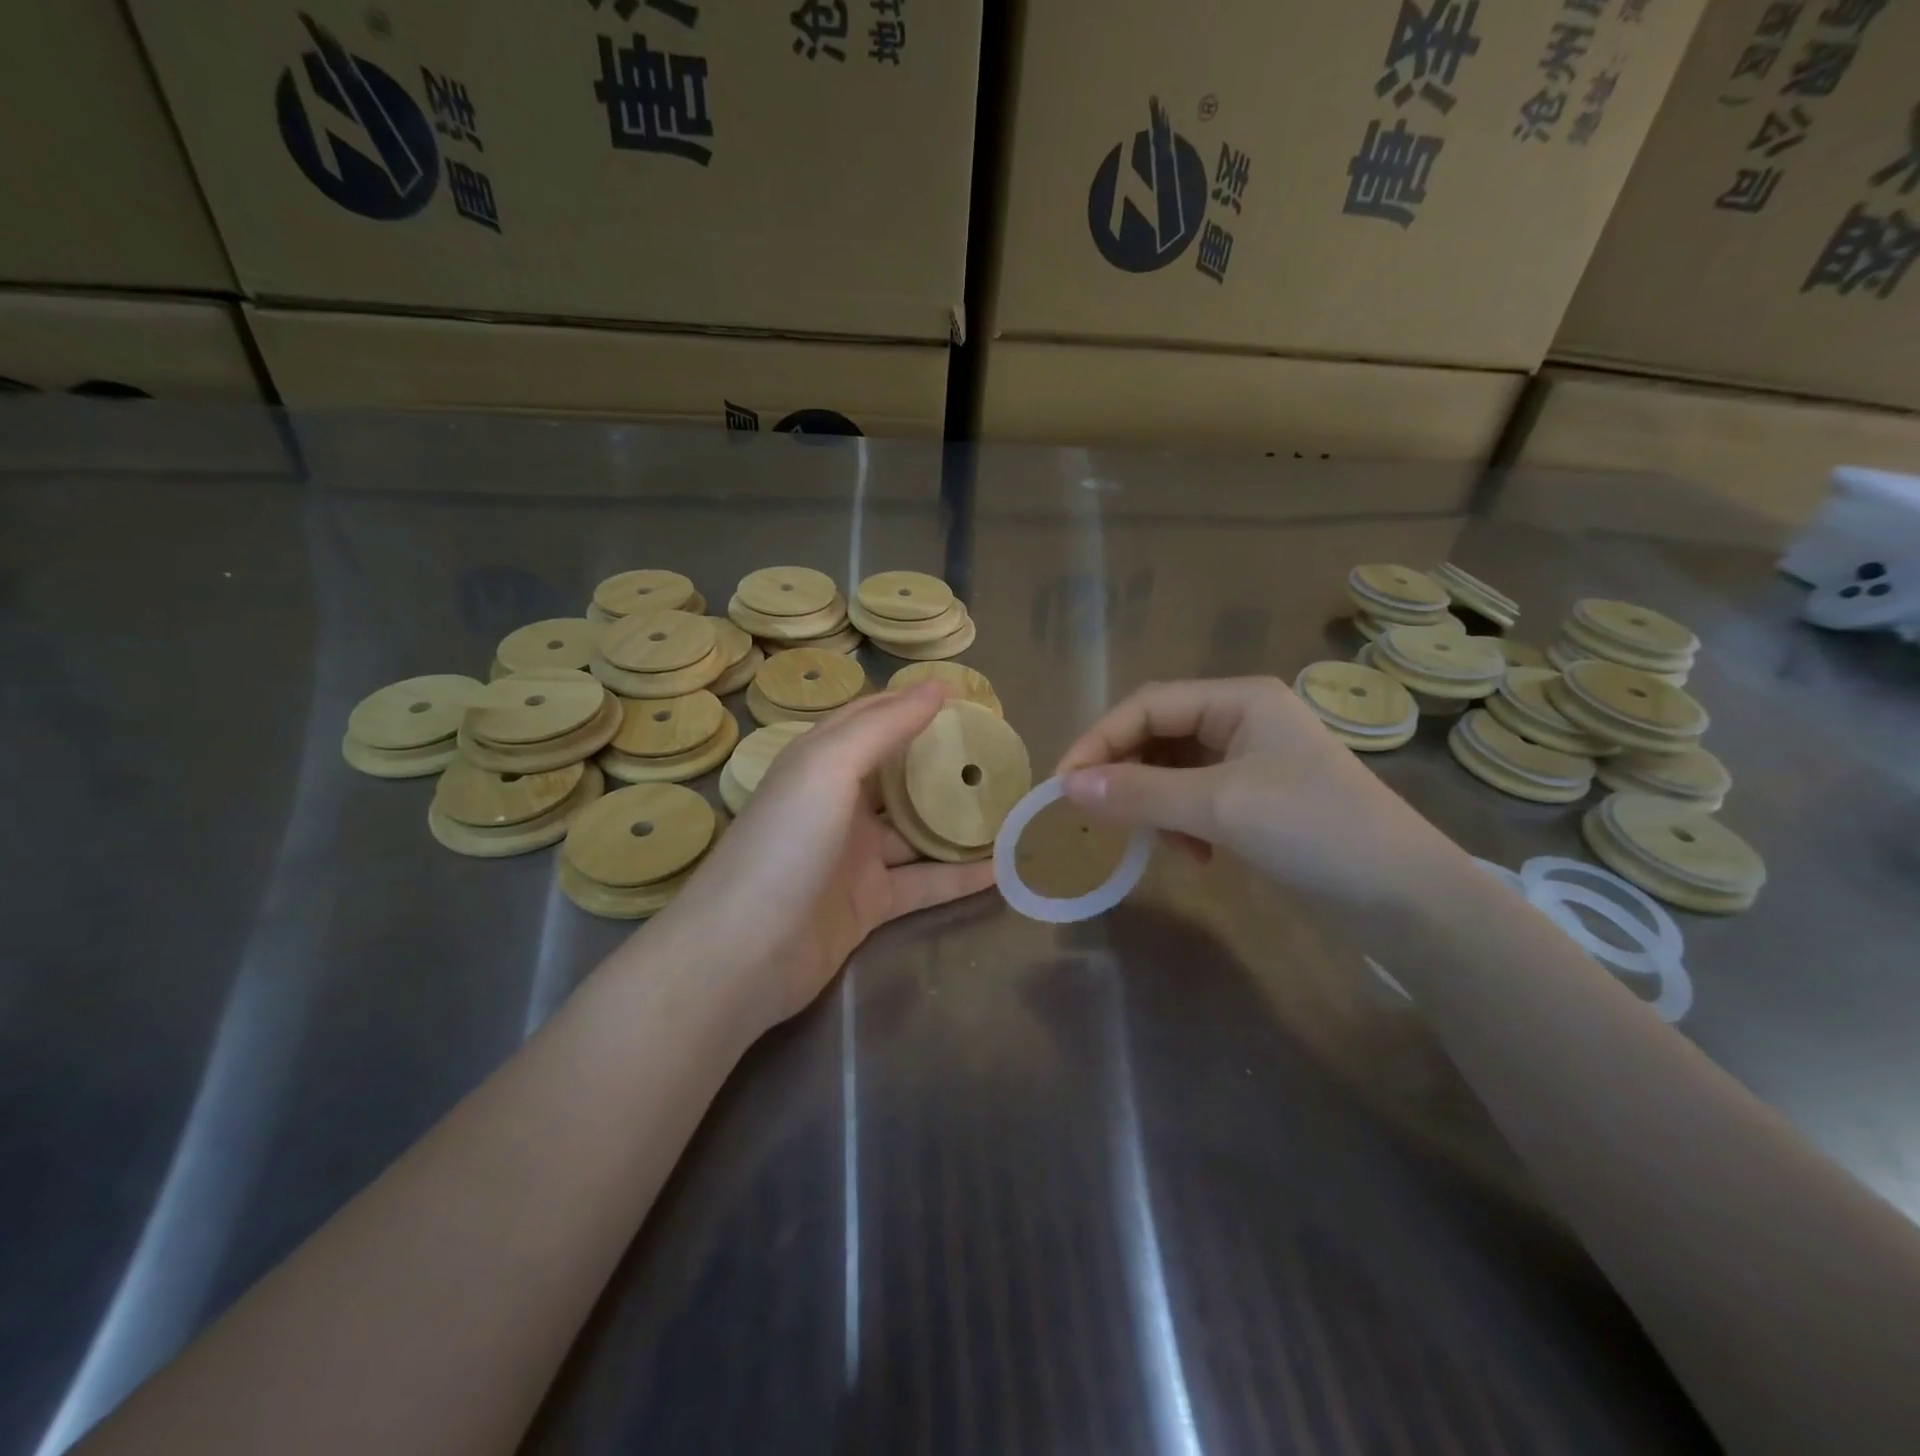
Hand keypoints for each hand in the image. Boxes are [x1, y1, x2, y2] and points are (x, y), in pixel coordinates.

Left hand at [639, 684, 995, 1031]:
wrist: (743, 953)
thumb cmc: (785, 844)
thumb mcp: (829, 768)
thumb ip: (883, 726)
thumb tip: (936, 687)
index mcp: (819, 762)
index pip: (871, 719)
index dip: (912, 704)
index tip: (966, 698)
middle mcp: (836, 803)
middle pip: (898, 774)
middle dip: (942, 762)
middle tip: (998, 752)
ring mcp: (854, 856)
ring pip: (916, 831)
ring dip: (957, 821)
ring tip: (1010, 807)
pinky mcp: (869, 903)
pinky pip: (924, 882)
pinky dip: (959, 876)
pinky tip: (1002, 869)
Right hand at [1055, 676, 1453, 909]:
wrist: (1407, 900)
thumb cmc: (1314, 830)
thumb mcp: (1219, 806)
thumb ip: (1139, 793)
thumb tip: (1066, 788)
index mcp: (1239, 699)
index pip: (1148, 706)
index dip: (1100, 741)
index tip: (1064, 786)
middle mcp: (1243, 720)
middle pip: (1159, 734)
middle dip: (1125, 773)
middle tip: (1097, 814)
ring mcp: (1254, 762)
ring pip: (1174, 770)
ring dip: (1153, 803)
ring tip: (1155, 841)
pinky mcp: (1259, 801)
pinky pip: (1197, 799)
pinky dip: (1182, 823)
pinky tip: (1194, 855)